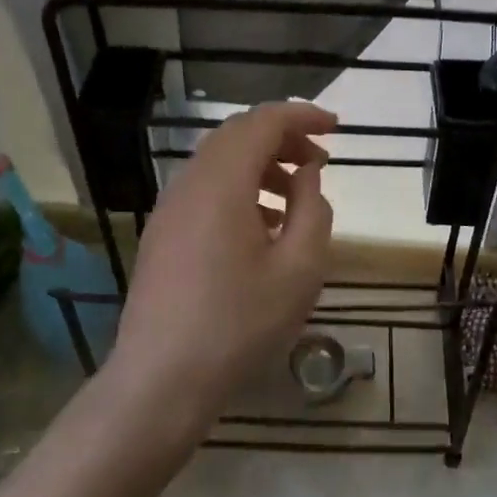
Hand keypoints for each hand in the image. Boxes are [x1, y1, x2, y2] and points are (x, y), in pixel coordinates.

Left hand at [110, 102, 335, 431]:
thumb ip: (313, 209)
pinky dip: (238, 188)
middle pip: (237, 135)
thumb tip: (307, 173)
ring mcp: (169, 208)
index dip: (302, 115)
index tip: (336, 127)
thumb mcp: (299, 269)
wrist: (161, 380)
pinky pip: (204, 189)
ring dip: (260, 164)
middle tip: (319, 161)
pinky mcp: (162, 233)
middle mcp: (189, 183)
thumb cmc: (239, 324)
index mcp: (222, 182)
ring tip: (296, 194)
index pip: (263, 122)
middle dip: (282, 137)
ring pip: (219, 162)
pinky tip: (262, 226)